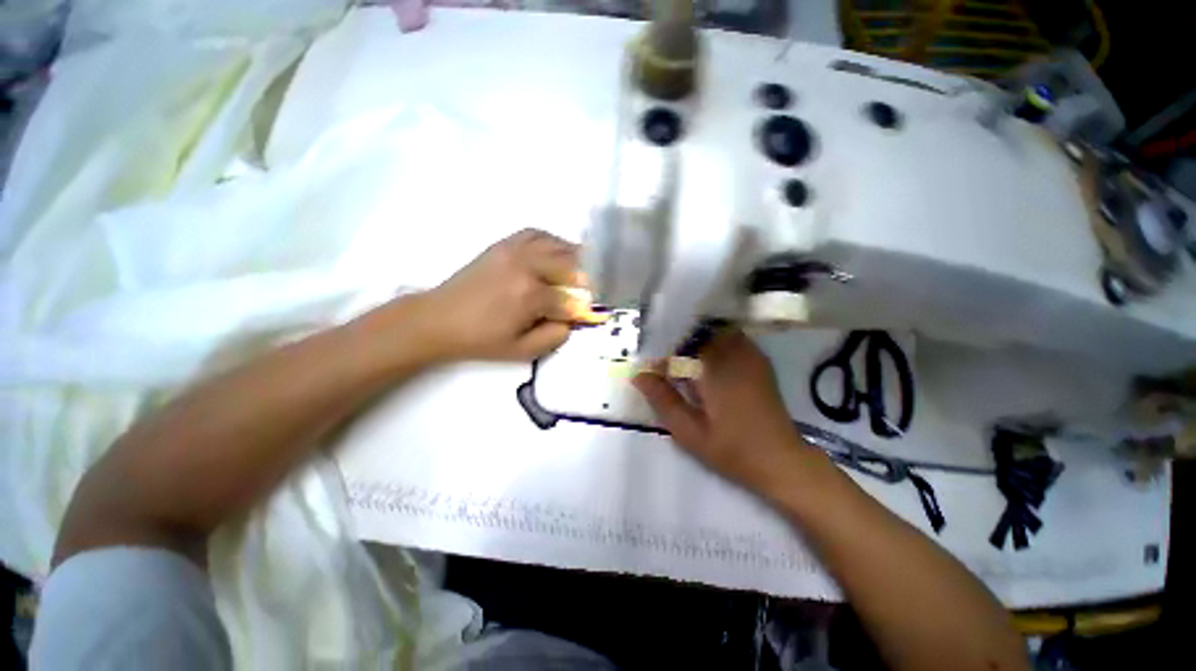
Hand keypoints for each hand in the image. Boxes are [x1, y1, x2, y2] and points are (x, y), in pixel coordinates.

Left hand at [418, 229, 604, 361]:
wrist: (439, 319)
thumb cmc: (481, 339)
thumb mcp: (522, 351)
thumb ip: (555, 337)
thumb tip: (572, 320)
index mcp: (532, 295)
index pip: (571, 300)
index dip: (584, 309)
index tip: (592, 314)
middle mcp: (528, 266)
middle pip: (572, 266)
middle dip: (587, 280)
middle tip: (593, 291)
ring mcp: (515, 250)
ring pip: (558, 246)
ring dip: (576, 258)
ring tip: (583, 271)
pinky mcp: (504, 244)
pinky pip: (537, 234)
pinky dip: (553, 241)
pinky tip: (558, 253)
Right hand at [633, 329, 813, 490]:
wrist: (781, 461)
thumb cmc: (732, 449)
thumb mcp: (689, 431)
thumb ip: (662, 400)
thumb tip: (638, 375)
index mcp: (715, 369)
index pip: (680, 344)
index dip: (662, 354)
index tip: (651, 369)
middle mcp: (733, 354)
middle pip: (697, 332)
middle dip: (677, 344)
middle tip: (666, 365)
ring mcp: (749, 355)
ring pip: (714, 332)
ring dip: (696, 342)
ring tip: (684, 364)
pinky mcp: (758, 361)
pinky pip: (731, 339)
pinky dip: (714, 344)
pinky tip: (707, 365)